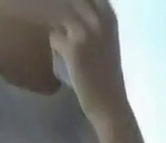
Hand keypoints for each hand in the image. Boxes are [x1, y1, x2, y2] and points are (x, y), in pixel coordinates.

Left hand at [51, 0, 131, 132]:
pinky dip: (56, 50)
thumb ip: (93, 20)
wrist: (111, 109)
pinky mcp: (73, 49)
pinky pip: (54, 37)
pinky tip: (66, 62)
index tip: (73, 23)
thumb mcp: (107, 40)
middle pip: (67, 1)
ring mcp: (84, 32)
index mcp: (108, 15)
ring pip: (58, 16)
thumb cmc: (108, 78)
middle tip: (67, 38)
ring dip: (58, 31)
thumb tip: (69, 7)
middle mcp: (97, 18)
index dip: (76, 5)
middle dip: (62, 14)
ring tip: (66, 49)